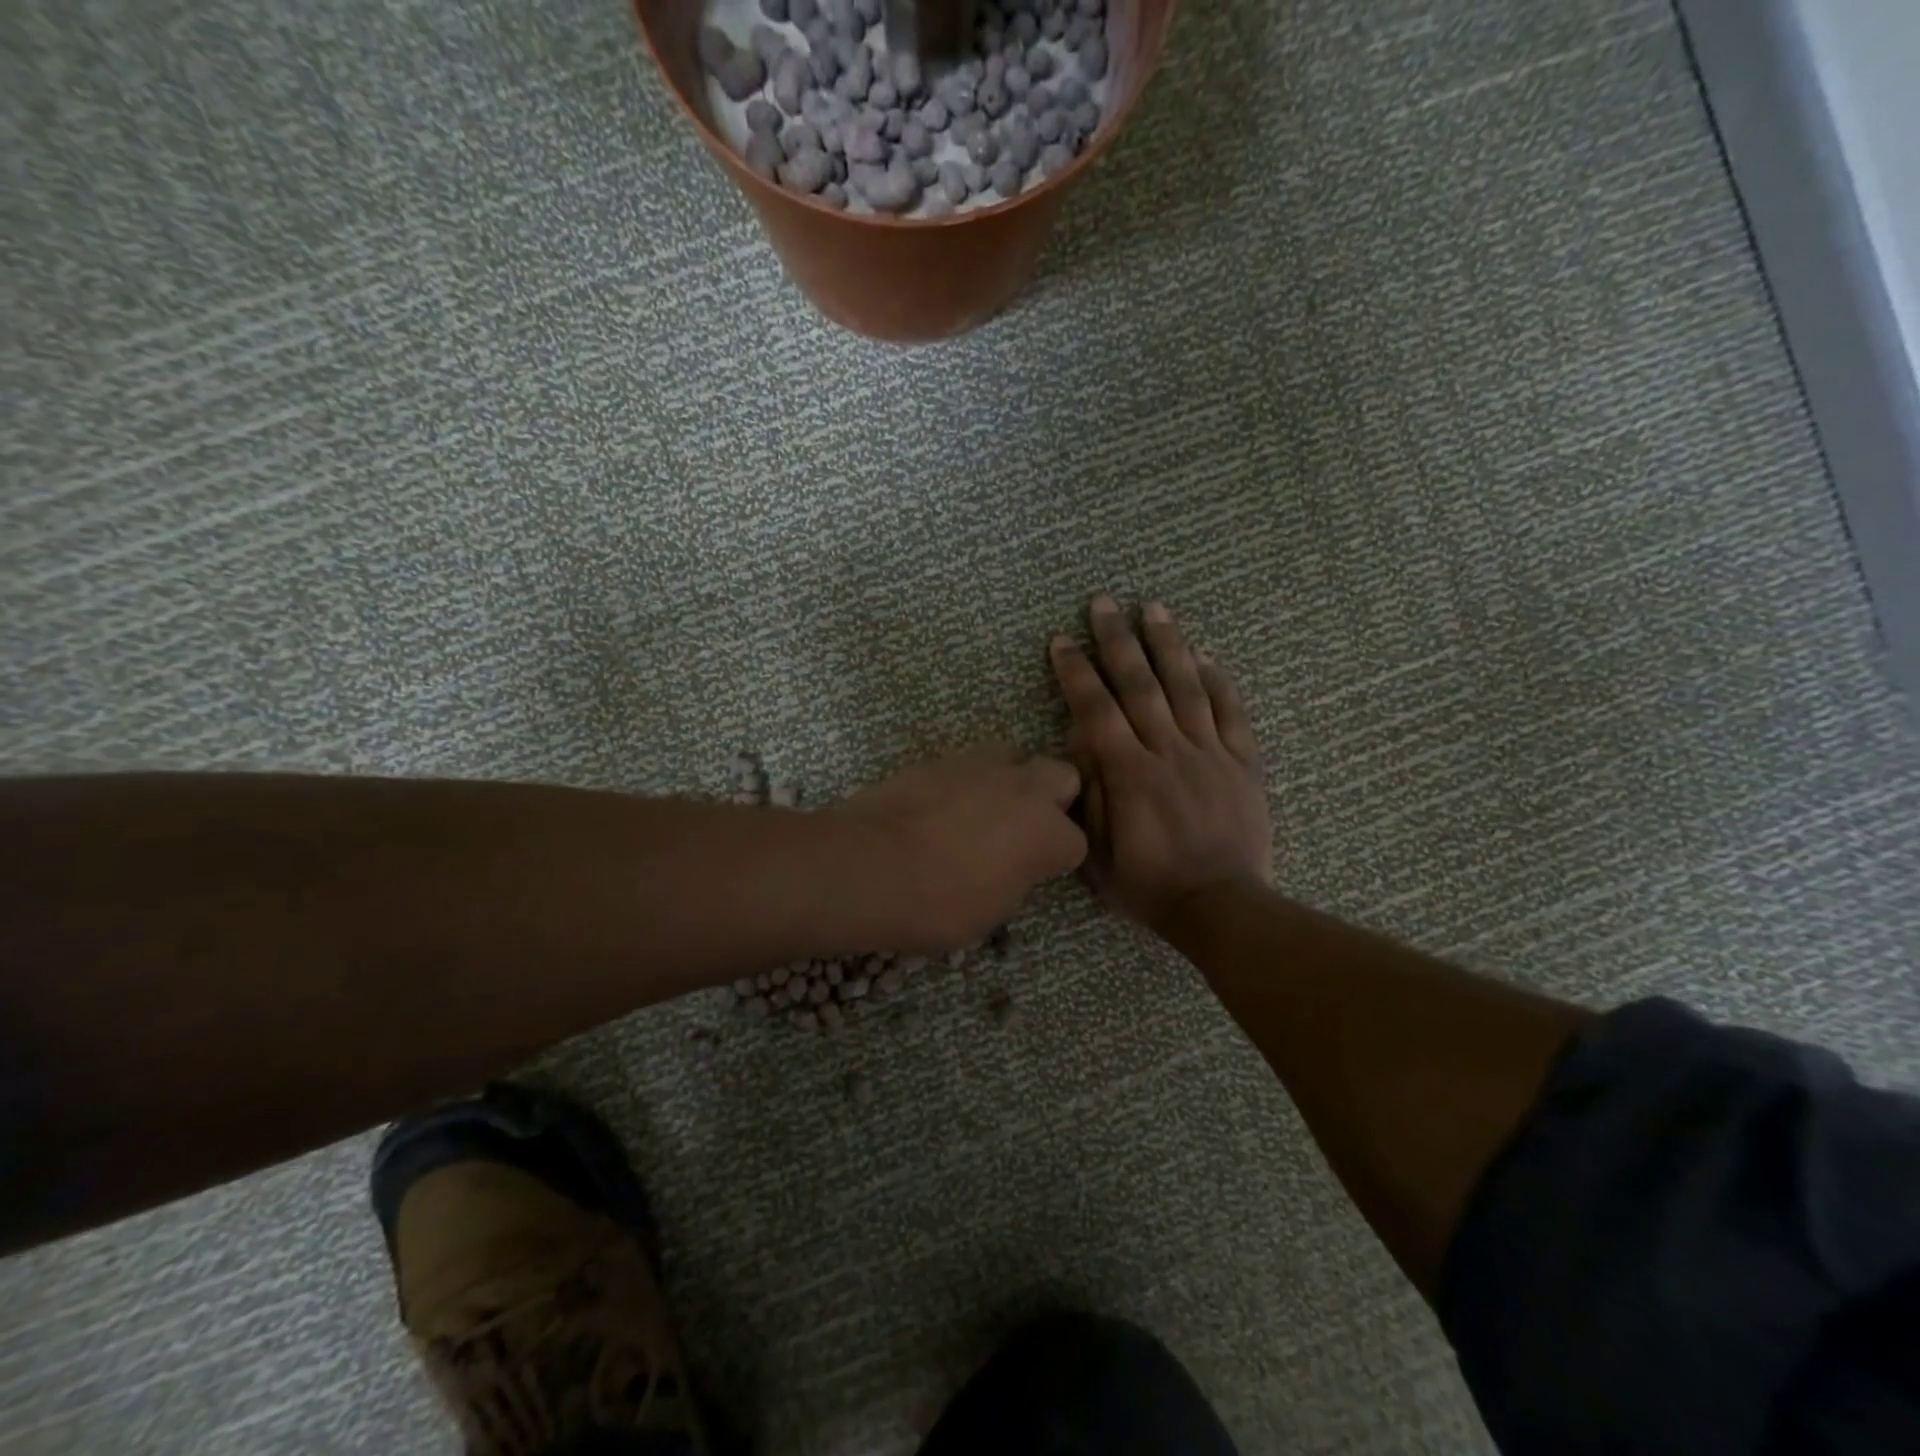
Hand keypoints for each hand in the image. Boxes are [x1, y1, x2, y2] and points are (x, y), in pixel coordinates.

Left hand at [831, 743, 1086, 952]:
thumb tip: (1012, 864)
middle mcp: (1022, 788)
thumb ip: (1015, 878)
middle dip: (1052, 799)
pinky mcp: (939, 758)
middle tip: (1024, 828)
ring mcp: (979, 765)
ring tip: (981, 811)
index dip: (1057, 858)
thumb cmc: (935, 904)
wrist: (865, 865)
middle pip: (1062, 776)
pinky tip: (942, 807)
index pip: (1075, 842)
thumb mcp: (990, 912)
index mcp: (1045, 833)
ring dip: (1009, 780)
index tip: (1038, 871)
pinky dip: (966, 781)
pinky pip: (969, 763)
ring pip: (1014, 757)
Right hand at [1049, 596, 1270, 932]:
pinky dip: (1220, 682)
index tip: (1062, 641)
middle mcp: (1169, 752)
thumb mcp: (1097, 854)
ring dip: (1169, 645)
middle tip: (1103, 603)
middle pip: (1140, 685)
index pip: (1097, 710)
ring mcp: (1210, 754)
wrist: (1221, 908)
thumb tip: (1080, 744)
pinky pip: (1232, 714)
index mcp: (1130, 774)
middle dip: (1118, 640)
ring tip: (1155, 608)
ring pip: (1188, 688)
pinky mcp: (1243, 764)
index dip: (1077, 672)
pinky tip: (1206, 656)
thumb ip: (1088, 795)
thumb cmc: (1150, 886)